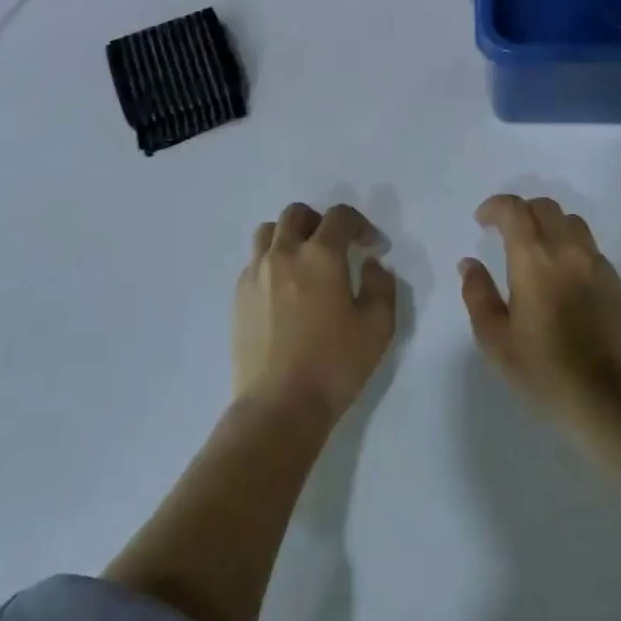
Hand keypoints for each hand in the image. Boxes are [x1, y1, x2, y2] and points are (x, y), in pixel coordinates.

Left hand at [234, 203, 396, 421]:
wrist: (279, 406)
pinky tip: (284, 290)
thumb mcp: (378, 327)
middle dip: (320, 222)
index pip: (340, 217)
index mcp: (321, 255)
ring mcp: (256, 273)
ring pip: (268, 232)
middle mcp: (284, 253)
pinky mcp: (239, 296)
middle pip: (297, 214)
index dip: (360, 225)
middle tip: (336, 247)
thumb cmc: (334, 365)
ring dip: (290, 235)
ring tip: (304, 261)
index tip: (372, 247)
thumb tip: (373, 264)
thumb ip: (382, 285)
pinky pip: (254, 261)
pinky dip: (271, 261)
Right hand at [460, 195, 620, 417]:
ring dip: (548, 224)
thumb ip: (478, 294)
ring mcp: (596, 263)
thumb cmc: (543, 368)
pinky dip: (570, 246)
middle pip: (544, 207)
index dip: (495, 207)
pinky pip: (589, 247)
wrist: (606, 395)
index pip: (514, 209)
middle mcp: (567, 250)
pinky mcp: (615, 281)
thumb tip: (469, 264)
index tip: (482, 221)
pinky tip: (563, 274)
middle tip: (505, 232)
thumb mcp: (495, 338)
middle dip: (521, 211)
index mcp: (534, 258)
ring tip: (536, 248)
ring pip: (571, 221)